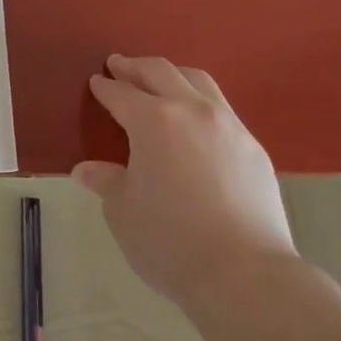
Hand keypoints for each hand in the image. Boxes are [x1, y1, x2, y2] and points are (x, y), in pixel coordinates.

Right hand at [74, 55, 301, 311]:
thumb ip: (106, 182)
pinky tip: (196, 122)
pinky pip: (222, 109)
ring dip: (173, 75)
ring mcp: (228, 125)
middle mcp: (191, 110)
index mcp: (152, 121)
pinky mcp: (254, 147)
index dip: (105, 87)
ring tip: (160, 81)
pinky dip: (200, 103)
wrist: (246, 274)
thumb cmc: (171, 242)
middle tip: (119, 65)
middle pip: (160, 72)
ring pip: (198, 81)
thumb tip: (86, 170)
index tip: (96, 82)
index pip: (121, 94)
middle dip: (135, 67)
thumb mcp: (124, 213)